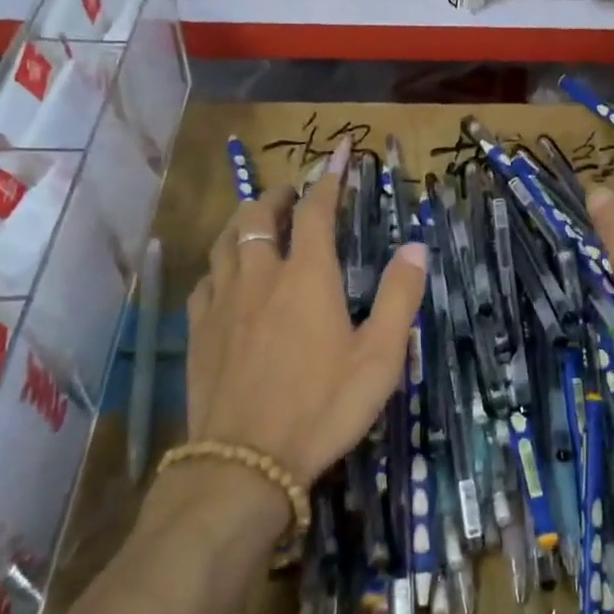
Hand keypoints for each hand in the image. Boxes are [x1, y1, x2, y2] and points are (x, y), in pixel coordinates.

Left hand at [182, 138, 426, 486]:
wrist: (244, 462)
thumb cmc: (323, 406)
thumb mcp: (380, 357)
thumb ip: (398, 297)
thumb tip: (416, 246)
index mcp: (307, 277)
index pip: (318, 209)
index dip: (331, 176)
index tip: (340, 150)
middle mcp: (261, 276)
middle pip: (260, 216)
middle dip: (279, 195)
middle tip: (294, 191)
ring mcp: (222, 302)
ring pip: (225, 241)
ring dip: (243, 220)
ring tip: (257, 220)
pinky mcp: (198, 331)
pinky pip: (205, 280)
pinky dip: (220, 263)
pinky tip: (224, 276)